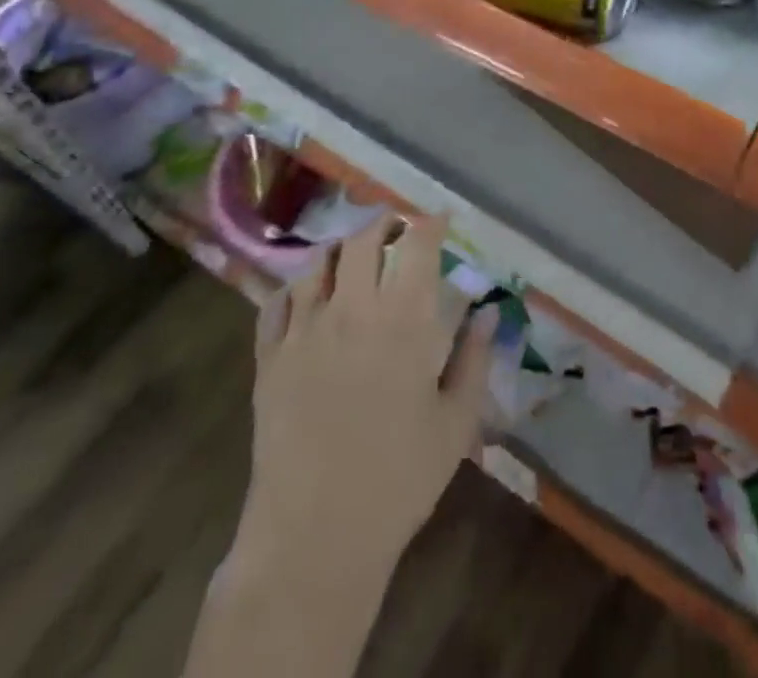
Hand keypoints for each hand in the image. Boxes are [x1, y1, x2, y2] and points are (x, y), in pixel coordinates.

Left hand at [238, 211, 497, 574]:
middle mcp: (352, 311)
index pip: (417, 246)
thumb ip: (474, 358)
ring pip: (317, 263)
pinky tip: (307, 298)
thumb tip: (488, 312)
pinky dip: (296, 288)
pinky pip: (276, 303)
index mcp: (403, 321)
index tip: (442, 220)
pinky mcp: (269, 359)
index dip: (431, 223)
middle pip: (362, 240)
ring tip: (353, 258)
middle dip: (383, 224)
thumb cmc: (398, 479)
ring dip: (340, 250)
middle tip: (397, 231)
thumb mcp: (455, 422)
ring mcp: (304, 332)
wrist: (314, 537)